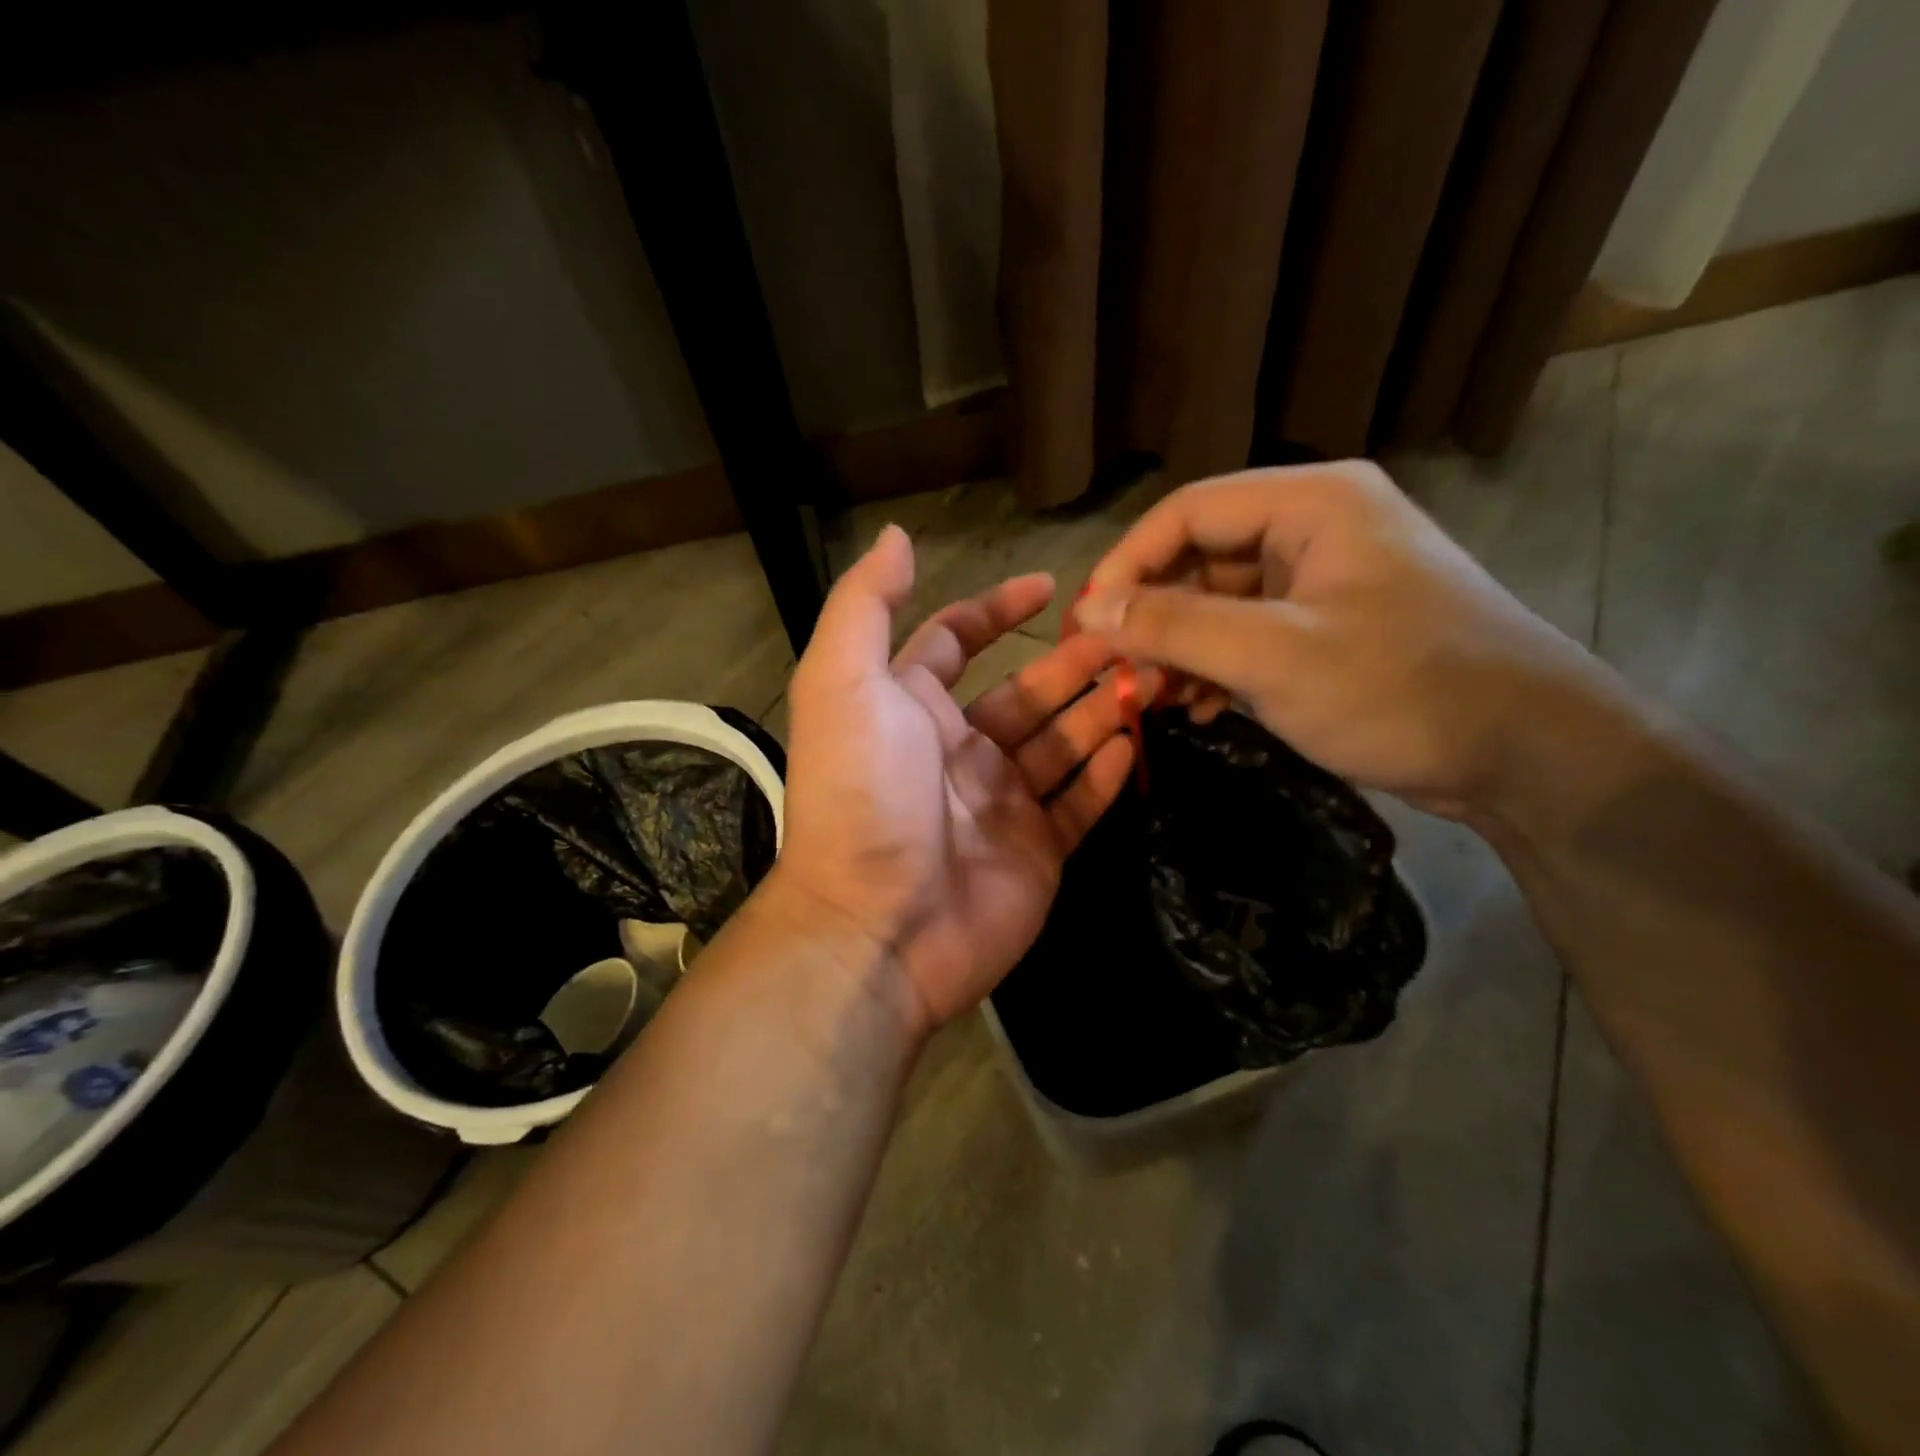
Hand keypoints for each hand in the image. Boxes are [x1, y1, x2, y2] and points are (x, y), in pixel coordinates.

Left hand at [772, 526, 1137, 1038]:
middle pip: (1026, 691)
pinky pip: (1079, 802)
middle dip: (1073, 661)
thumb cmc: (861, 794)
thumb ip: (867, 607)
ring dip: (1101, 707)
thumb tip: (897, 537)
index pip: (955, 641)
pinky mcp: (1036, 850)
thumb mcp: (843, 684)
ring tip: (1153, 676)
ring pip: (1061, 742)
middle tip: (1132, 634)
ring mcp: (1001, 802)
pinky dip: (1106, 773)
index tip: (1049, 586)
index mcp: (911, 706)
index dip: (997, 610)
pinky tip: (1135, 743)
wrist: (876, 927)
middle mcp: (957, 749)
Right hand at [1076, 461, 1623, 821]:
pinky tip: (1196, 707)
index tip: (1087, 622)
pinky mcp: (1332, 625)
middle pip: (1201, 554)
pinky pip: (1251, 631)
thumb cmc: (1402, 690)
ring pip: (1221, 599)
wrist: (1530, 754)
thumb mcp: (1274, 657)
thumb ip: (1175, 625)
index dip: (1126, 563)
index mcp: (1311, 503)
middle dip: (1152, 613)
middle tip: (1114, 669)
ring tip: (1150, 696)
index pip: (1187, 512)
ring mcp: (1326, 578)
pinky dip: (1216, 665)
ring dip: (1180, 646)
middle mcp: (1316, 526)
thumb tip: (1090, 608)